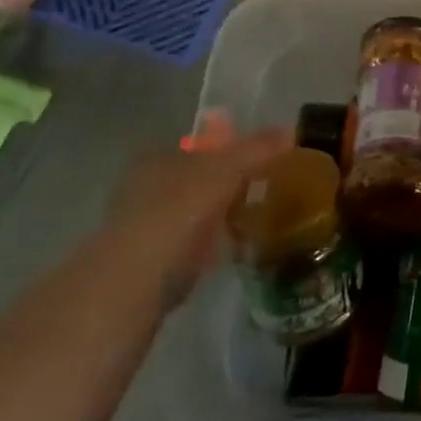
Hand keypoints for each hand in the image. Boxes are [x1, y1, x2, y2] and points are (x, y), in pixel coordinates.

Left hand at [106, 113, 291, 304]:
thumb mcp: (223, 173)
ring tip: (255, 221)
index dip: (231, 149)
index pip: (200, 145)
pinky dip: (211, 247)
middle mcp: (144, 188)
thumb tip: (292, 129)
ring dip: (220, 217)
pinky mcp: (148, 268)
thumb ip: (256, 150)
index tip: (262, 160)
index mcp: (157, 159)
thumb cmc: (175, 216)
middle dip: (228, 184)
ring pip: (193, 214)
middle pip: (197, 179)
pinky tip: (232, 253)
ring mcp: (143, 229)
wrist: (129, 290)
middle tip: (264, 191)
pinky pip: (190, 247)